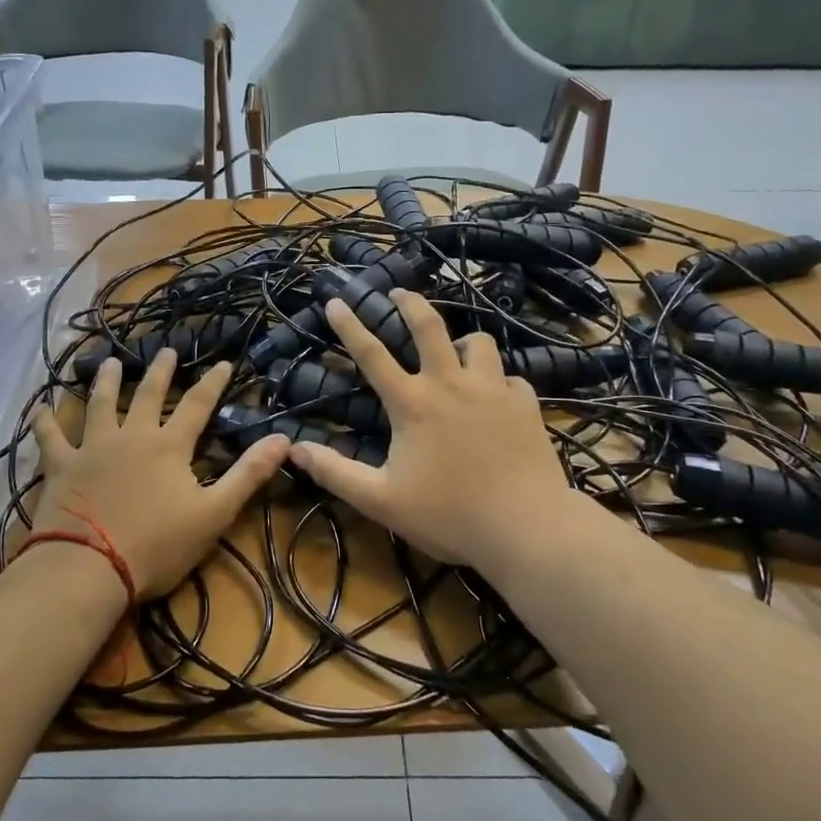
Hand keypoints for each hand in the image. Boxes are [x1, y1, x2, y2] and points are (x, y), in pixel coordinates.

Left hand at [30, 351, 287, 599]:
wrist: (88, 567)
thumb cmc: (156, 545)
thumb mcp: (214, 513)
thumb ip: (248, 474)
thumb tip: (284, 439)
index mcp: (169, 446)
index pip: (198, 406)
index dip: (213, 383)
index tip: (223, 362)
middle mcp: (131, 436)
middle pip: (148, 395)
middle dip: (160, 371)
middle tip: (166, 350)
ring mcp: (92, 448)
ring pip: (100, 404)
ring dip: (105, 381)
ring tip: (108, 362)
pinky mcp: (60, 467)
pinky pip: (50, 438)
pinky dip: (44, 422)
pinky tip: (39, 408)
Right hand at [288, 290, 584, 572]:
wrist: (526, 527)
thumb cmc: (448, 515)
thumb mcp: (381, 500)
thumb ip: (336, 473)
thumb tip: (295, 449)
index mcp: (413, 403)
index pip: (372, 354)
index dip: (350, 325)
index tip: (336, 300)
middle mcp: (451, 384)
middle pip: (429, 326)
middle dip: (410, 303)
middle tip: (400, 292)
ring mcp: (493, 390)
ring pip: (478, 342)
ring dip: (462, 342)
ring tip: (457, 351)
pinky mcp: (525, 404)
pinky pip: (511, 377)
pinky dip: (499, 381)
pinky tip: (497, 396)